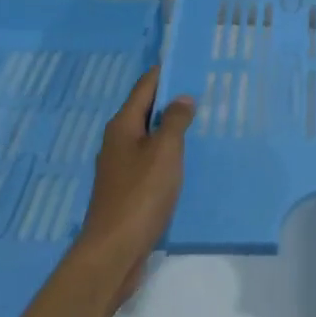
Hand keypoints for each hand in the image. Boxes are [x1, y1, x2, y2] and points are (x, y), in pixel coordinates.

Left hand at [75, 66, 194, 303]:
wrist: (113, 253)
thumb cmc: (140, 195)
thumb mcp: (165, 151)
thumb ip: (175, 121)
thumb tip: (181, 98)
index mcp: (122, 126)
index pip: (145, 86)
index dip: (166, 73)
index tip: (189, 63)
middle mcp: (117, 141)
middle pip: (145, 110)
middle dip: (171, 101)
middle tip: (203, 93)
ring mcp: (119, 168)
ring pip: (148, 137)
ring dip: (170, 130)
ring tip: (200, 124)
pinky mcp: (126, 191)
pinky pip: (149, 161)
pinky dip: (167, 155)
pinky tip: (185, 162)